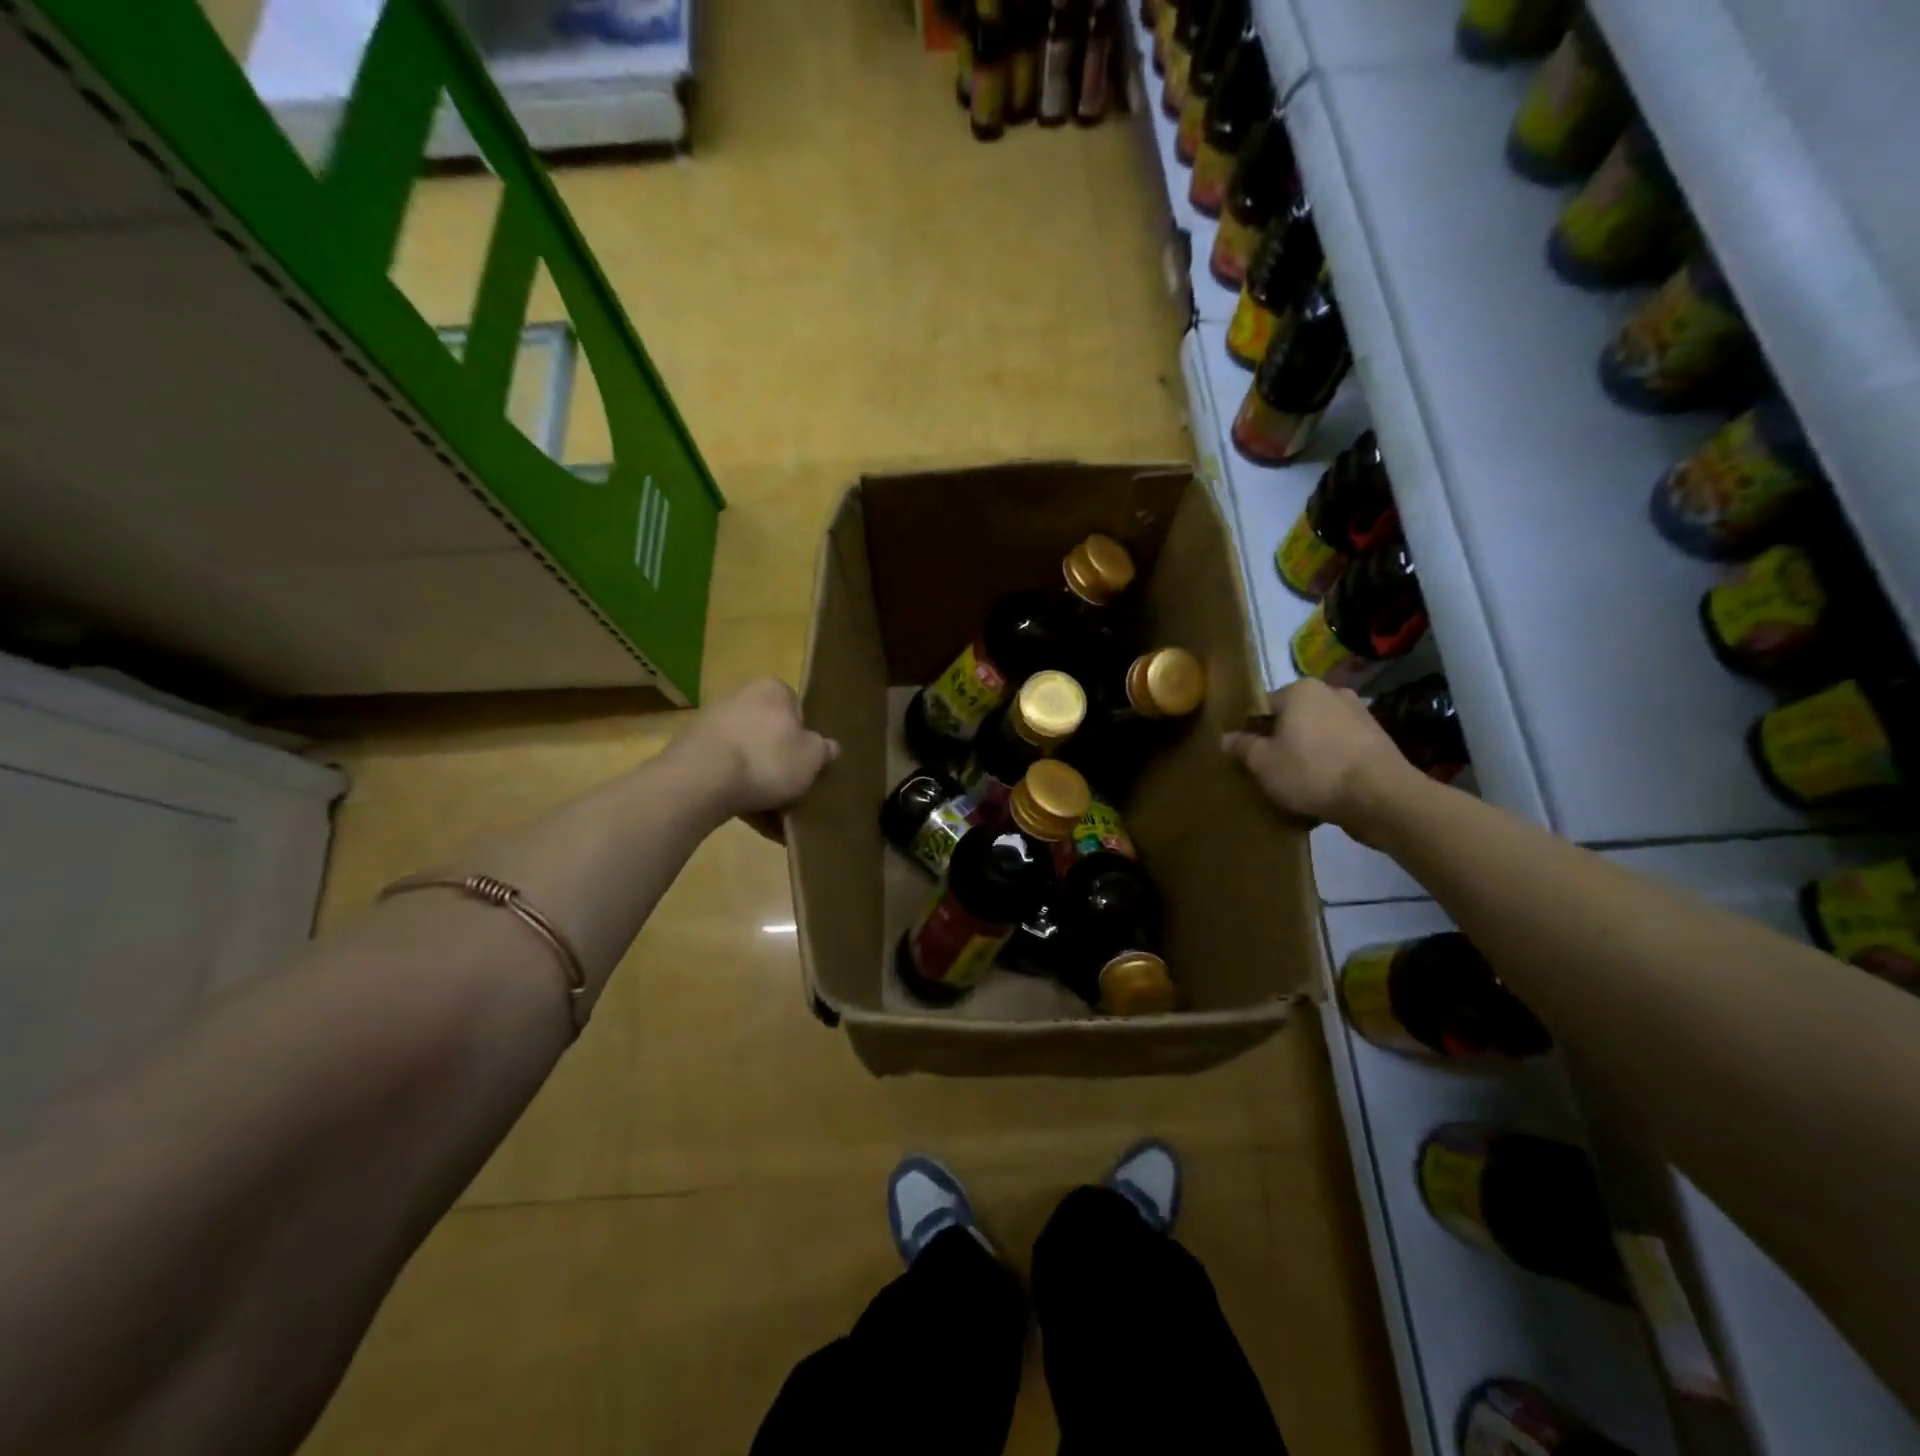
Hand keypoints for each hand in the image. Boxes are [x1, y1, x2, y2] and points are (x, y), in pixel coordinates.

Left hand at [681, 678, 838, 838]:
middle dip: (778, 759)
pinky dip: (735, 788)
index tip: (806, 764)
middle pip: (768, 731)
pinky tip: (746, 814)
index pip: (797, 710)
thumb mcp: (812, 758)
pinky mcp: (690, 748)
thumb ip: (823, 750)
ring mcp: (710, 721)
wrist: (701, 780)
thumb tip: (829, 746)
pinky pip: (723, 769)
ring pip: (745, 752)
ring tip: (770, 811)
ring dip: (756, 777)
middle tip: (790, 787)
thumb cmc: (767, 759)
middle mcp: (740, 695)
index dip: (804, 739)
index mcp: (772, 689)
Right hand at [1221, 679, 1422, 843]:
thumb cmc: (1313, 772)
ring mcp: (1359, 714)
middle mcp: (1331, 692)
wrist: (1381, 798)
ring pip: (1317, 733)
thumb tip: (1226, 738)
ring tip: (1296, 781)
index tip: (1244, 755)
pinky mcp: (1377, 739)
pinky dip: (1328, 761)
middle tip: (1268, 769)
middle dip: (1279, 740)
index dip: (1249, 730)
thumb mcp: (1264, 763)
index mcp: (1301, 690)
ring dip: (1305, 751)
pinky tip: (1323, 786)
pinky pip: (1339, 747)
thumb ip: (1242, 747)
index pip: (1262, 705)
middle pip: (1291, 717)